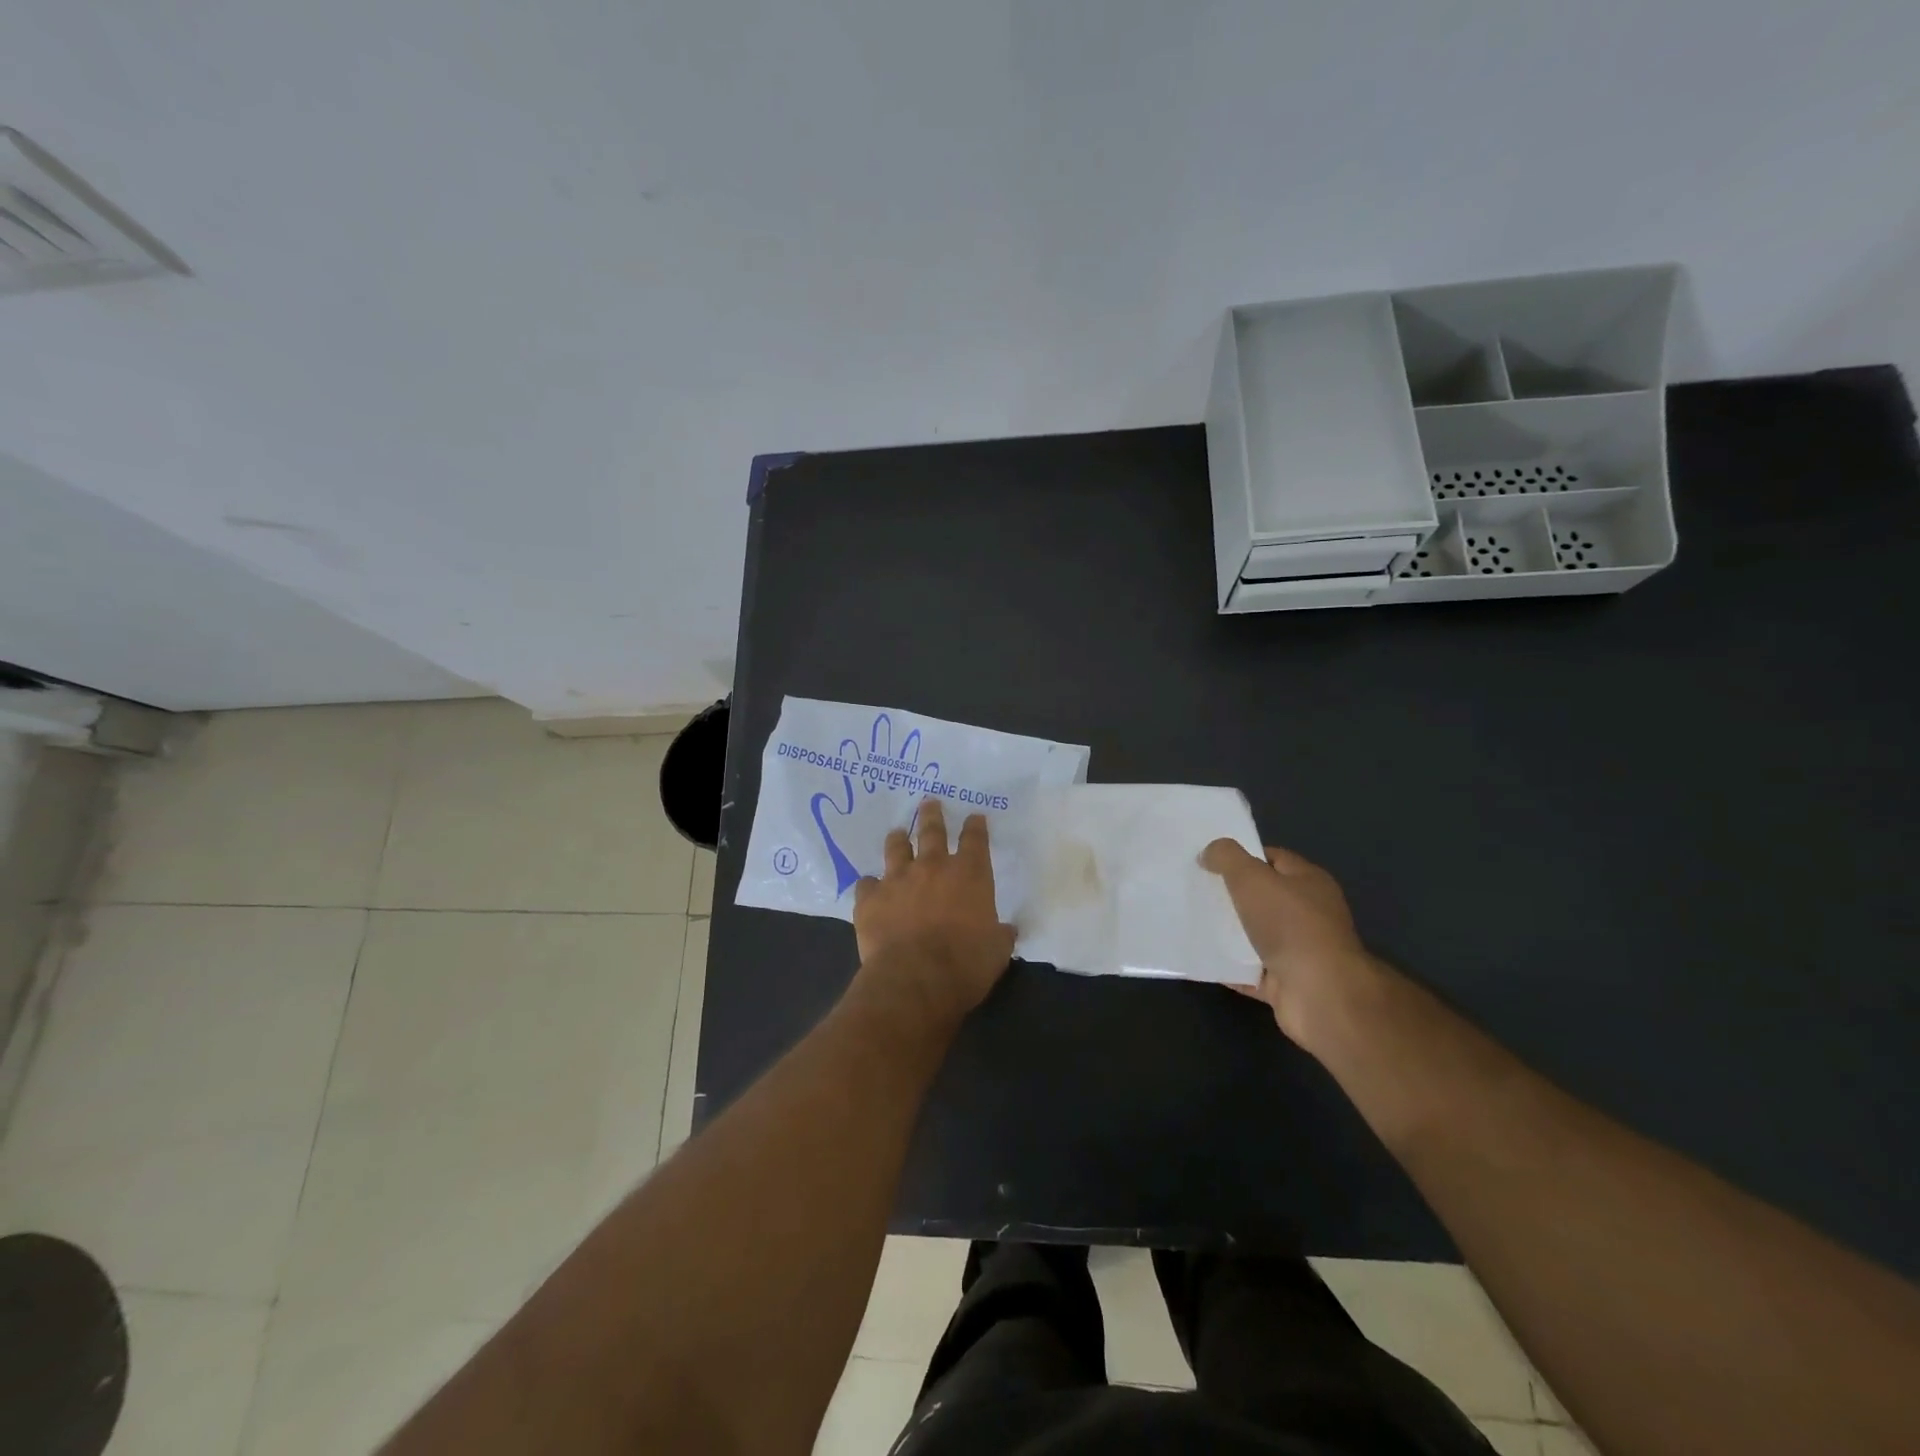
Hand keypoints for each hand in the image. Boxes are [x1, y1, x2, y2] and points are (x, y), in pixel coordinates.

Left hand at [854, 800, 1016, 1024]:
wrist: (916, 979)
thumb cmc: (966, 964)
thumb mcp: (997, 951)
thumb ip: (1001, 934)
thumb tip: (1006, 930)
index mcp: (970, 874)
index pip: (975, 839)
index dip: (975, 826)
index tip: (974, 817)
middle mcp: (933, 867)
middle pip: (932, 831)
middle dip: (932, 814)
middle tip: (929, 802)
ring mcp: (898, 879)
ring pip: (896, 848)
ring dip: (898, 839)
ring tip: (897, 833)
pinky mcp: (870, 898)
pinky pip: (866, 884)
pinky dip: (870, 886)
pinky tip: (869, 889)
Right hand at [1201, 840, 1379, 1047]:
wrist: (1319, 994)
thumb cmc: (1289, 925)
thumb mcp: (1251, 877)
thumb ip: (1227, 857)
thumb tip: (1209, 852)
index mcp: (1309, 882)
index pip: (1274, 859)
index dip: (1243, 856)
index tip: (1210, 861)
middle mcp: (1310, 914)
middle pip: (1264, 898)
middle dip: (1232, 895)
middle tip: (1197, 890)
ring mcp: (1300, 952)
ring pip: (1257, 936)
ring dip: (1230, 933)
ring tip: (1193, 923)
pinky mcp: (1287, 984)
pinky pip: (1251, 971)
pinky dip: (1230, 967)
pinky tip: (1203, 959)